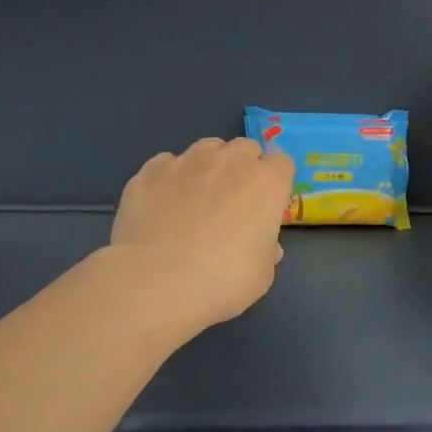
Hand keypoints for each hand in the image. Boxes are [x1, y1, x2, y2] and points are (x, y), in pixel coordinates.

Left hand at [110, 137, 295, 330]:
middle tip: (233, 201)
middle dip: (243, 167)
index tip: (267, 204)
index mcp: (266, 183)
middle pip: (244, 148)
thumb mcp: (262, 274)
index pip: (282, 162)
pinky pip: (166, 164)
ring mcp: (187, 162)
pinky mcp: (150, 172)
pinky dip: (169, 179)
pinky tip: (162, 205)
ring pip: (206, 148)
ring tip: (195, 198)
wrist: (157, 283)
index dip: (275, 182)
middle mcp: (230, 161)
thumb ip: (267, 250)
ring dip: (208, 166)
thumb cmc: (223, 280)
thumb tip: (266, 246)